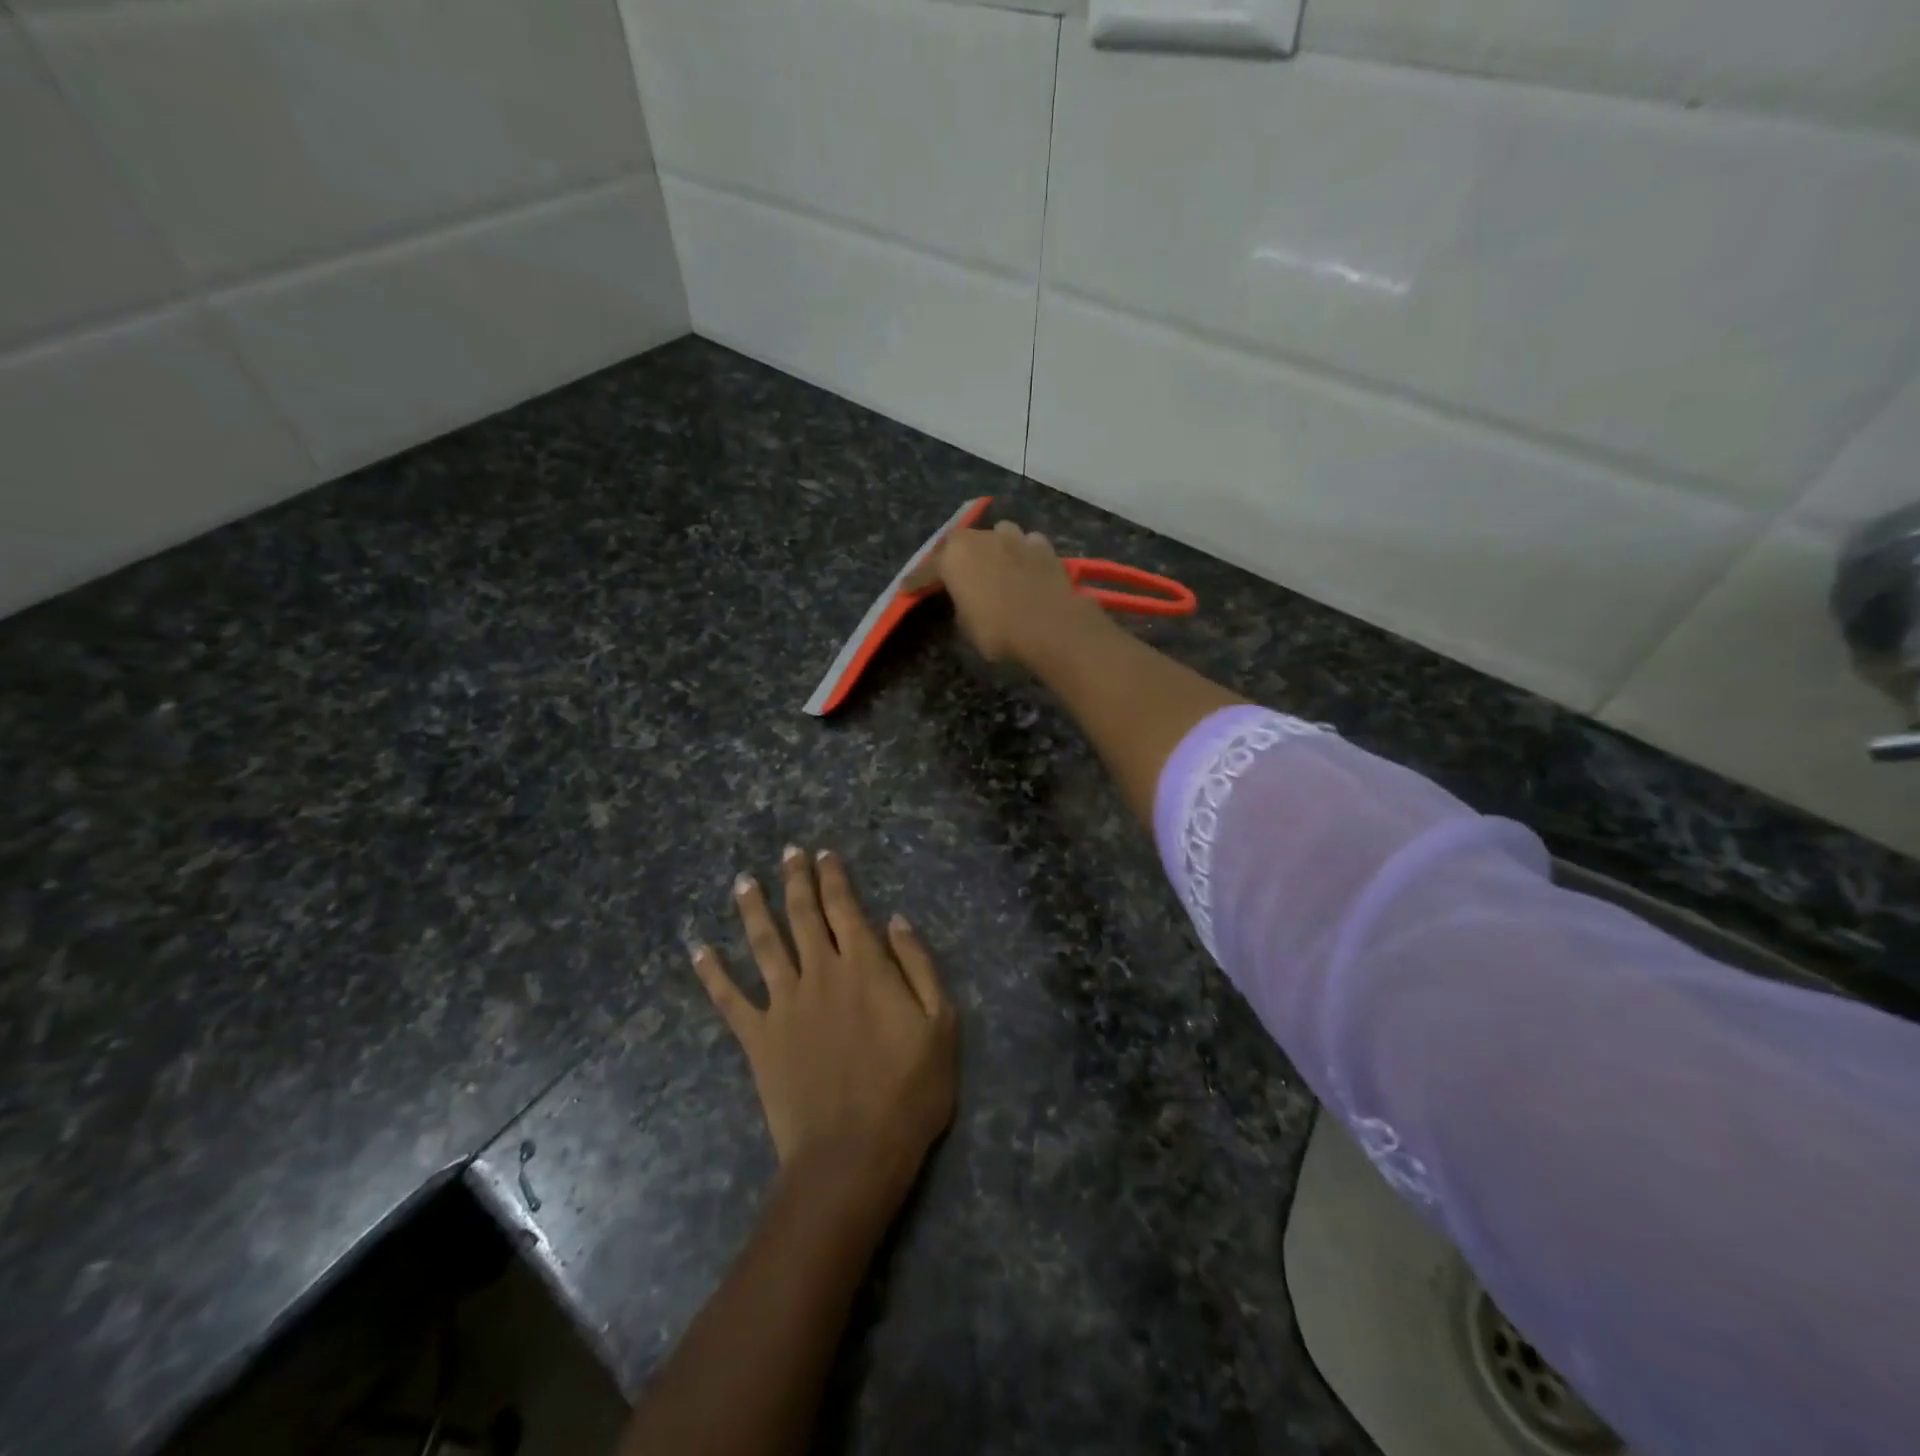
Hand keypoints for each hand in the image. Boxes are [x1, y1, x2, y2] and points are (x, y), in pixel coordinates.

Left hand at [691, 847, 958, 1201]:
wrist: (853, 1154)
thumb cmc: (908, 1091)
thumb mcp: (940, 1024)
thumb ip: (919, 966)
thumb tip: (896, 920)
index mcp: (865, 966)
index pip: (845, 907)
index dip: (834, 877)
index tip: (824, 853)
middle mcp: (820, 972)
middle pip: (803, 914)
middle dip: (797, 879)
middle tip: (788, 852)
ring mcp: (784, 1004)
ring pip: (764, 944)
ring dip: (753, 910)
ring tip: (743, 882)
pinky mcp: (759, 1038)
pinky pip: (729, 999)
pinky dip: (712, 973)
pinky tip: (698, 949)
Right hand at [907, 519, 1108, 666]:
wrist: (1052, 626)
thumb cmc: (1000, 631)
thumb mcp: (967, 627)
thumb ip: (961, 606)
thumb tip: (968, 600)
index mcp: (954, 557)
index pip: (927, 570)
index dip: (915, 581)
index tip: (905, 588)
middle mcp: (981, 539)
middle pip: (960, 543)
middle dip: (953, 556)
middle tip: (950, 573)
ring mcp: (1015, 538)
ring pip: (996, 534)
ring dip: (991, 546)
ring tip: (991, 563)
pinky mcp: (1043, 547)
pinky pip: (1026, 544)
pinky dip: (1021, 553)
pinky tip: (1024, 565)